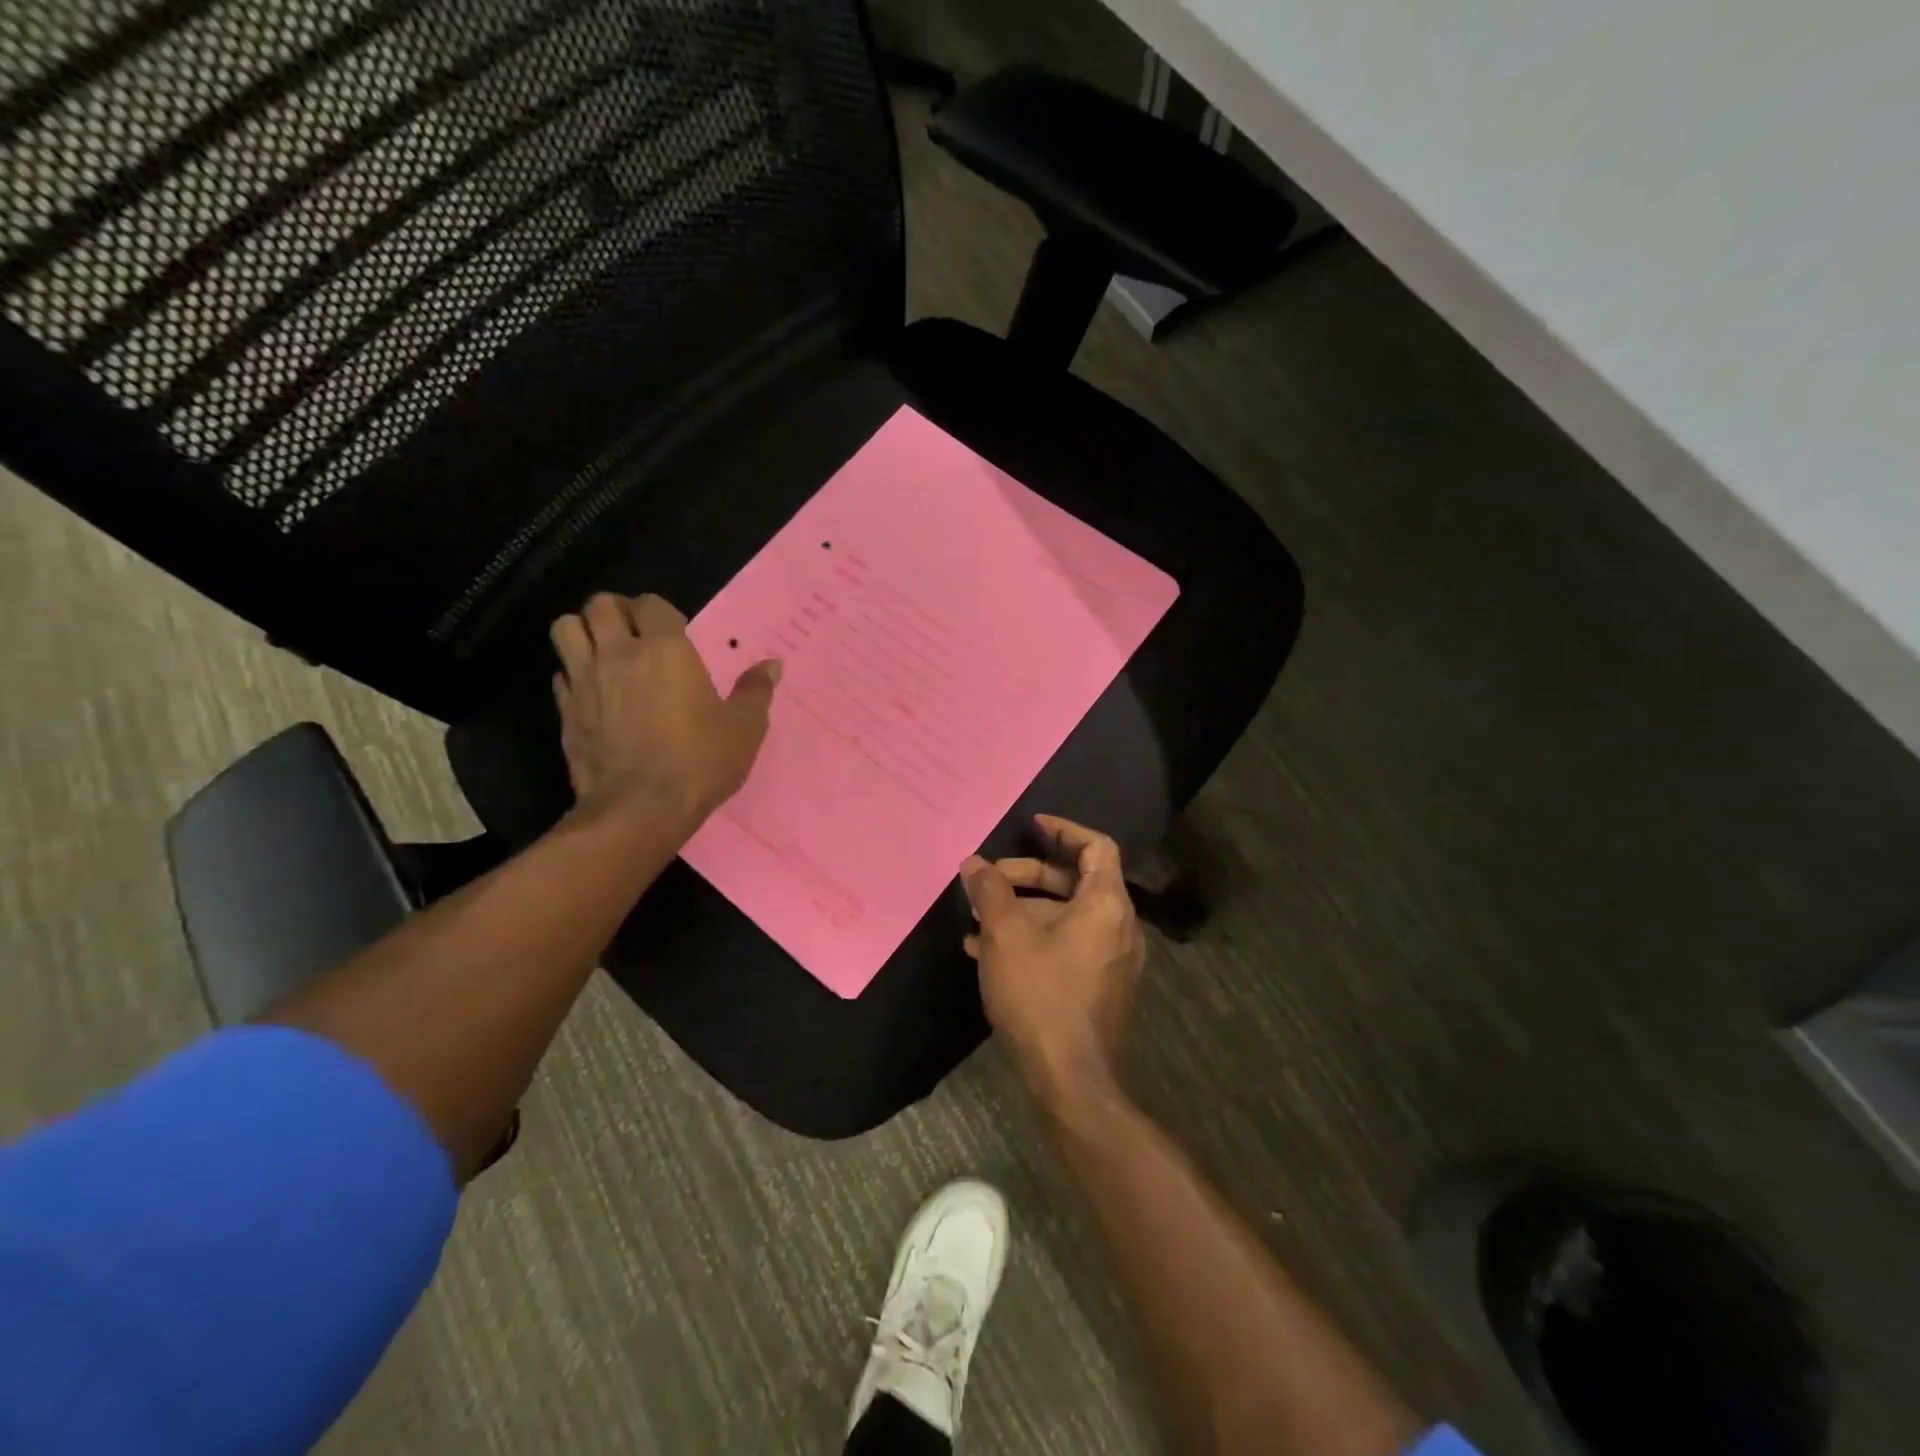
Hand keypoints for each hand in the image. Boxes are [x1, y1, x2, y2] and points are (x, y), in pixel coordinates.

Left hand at [550, 592, 779, 830]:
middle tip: (635, 633)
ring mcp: (585, 681)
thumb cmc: (699, 762)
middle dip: (617, 611)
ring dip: (585, 632)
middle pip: (600, 605)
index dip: (662, 612)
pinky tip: (593, 693)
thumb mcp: (743, 728)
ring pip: (566, 629)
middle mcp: (619, 654)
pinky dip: (573, 673)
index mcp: (665, 650)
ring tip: (605, 651)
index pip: (652, 603)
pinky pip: (561, 674)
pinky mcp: (565, 711)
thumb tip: (773, 664)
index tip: (675, 634)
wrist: (640, 809)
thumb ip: (755, 691)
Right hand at [960, 815, 1144, 1104]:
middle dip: (1028, 875)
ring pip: (1065, 916)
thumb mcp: (1005, 935)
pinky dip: (1033, 937)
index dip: (1064, 830)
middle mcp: (1119, 926)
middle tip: (989, 879)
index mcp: (1106, 904)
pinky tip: (986, 952)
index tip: (1032, 825)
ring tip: (977, 919)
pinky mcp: (1099, 986)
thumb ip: (990, 891)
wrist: (1070, 1077)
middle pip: (1075, 881)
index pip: (1096, 847)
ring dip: (1023, 910)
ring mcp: (1111, 959)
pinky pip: (1066, 945)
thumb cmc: (1040, 993)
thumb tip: (974, 863)